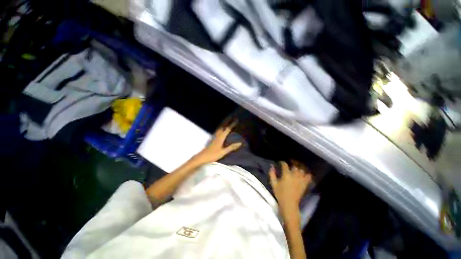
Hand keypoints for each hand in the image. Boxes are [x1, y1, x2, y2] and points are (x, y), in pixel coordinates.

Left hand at [194, 120, 241, 164]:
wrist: (203, 156)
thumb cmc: (213, 155)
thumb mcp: (223, 152)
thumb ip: (231, 147)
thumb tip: (240, 143)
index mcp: (221, 137)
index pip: (227, 129)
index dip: (232, 124)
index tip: (236, 120)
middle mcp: (217, 135)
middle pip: (222, 126)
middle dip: (227, 121)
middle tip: (231, 116)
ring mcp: (214, 136)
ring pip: (220, 127)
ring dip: (224, 123)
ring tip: (227, 120)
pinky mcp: (213, 138)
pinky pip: (218, 130)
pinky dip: (221, 127)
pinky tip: (221, 128)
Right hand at [269, 161, 311, 212]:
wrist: (289, 204)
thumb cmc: (280, 193)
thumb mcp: (273, 183)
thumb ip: (272, 174)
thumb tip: (271, 166)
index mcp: (286, 175)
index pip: (285, 165)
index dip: (282, 162)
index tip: (281, 162)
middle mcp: (294, 175)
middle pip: (294, 167)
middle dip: (291, 165)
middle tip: (289, 166)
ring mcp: (300, 180)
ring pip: (301, 170)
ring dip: (298, 169)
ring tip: (296, 169)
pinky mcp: (304, 184)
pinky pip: (308, 177)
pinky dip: (307, 174)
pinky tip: (304, 174)